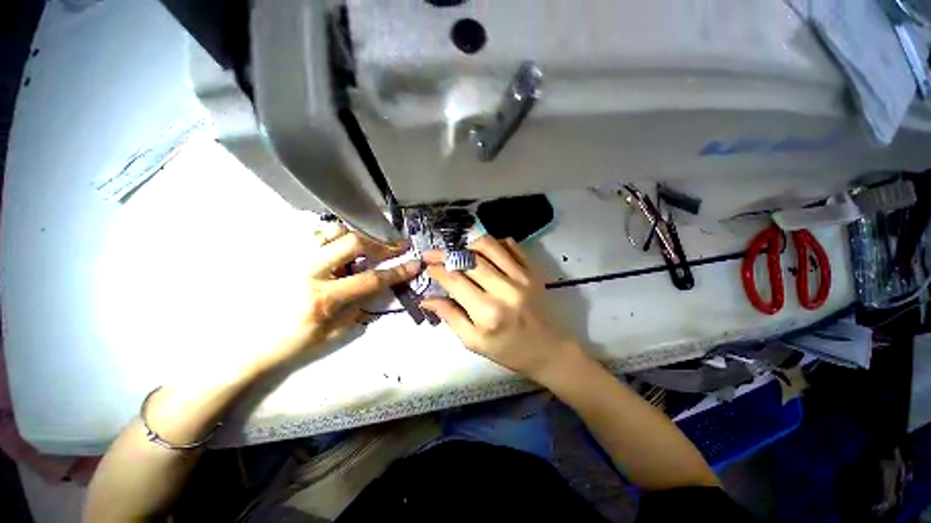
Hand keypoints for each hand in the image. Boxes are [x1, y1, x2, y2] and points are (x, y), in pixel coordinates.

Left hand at [261, 222, 421, 368]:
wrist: (248, 342)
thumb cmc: (294, 342)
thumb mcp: (335, 331)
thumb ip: (359, 306)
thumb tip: (377, 286)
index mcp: (325, 298)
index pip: (372, 279)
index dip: (398, 271)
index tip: (415, 263)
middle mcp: (309, 272)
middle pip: (352, 243)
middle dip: (380, 243)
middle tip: (396, 245)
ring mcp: (294, 259)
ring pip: (331, 231)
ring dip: (357, 234)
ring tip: (369, 242)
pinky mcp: (285, 254)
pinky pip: (313, 234)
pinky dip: (334, 235)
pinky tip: (342, 244)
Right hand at [421, 237, 581, 382]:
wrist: (548, 349)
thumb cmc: (508, 350)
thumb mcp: (474, 342)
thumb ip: (450, 317)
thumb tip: (427, 299)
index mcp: (487, 312)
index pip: (455, 280)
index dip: (437, 270)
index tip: (428, 267)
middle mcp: (504, 289)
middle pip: (469, 259)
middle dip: (446, 254)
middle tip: (435, 255)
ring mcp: (521, 276)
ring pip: (488, 245)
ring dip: (469, 246)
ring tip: (461, 255)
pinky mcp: (532, 270)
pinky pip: (510, 245)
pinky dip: (494, 244)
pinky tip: (486, 255)